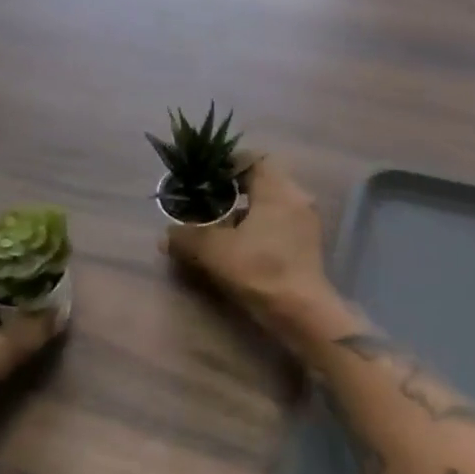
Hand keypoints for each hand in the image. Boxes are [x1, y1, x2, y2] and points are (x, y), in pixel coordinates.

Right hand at [164, 158, 335, 346]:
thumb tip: (167, 235)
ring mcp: (305, 221)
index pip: (254, 158)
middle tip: (208, 197)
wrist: (303, 314)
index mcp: (278, 189)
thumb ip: (188, 238)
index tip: (207, 173)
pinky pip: (280, 220)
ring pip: (272, 202)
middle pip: (263, 179)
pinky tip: (240, 243)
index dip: (229, 161)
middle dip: (235, 186)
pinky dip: (259, 225)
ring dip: (247, 208)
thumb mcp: (215, 252)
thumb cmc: (261, 271)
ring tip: (220, 222)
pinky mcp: (307, 243)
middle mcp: (296, 197)